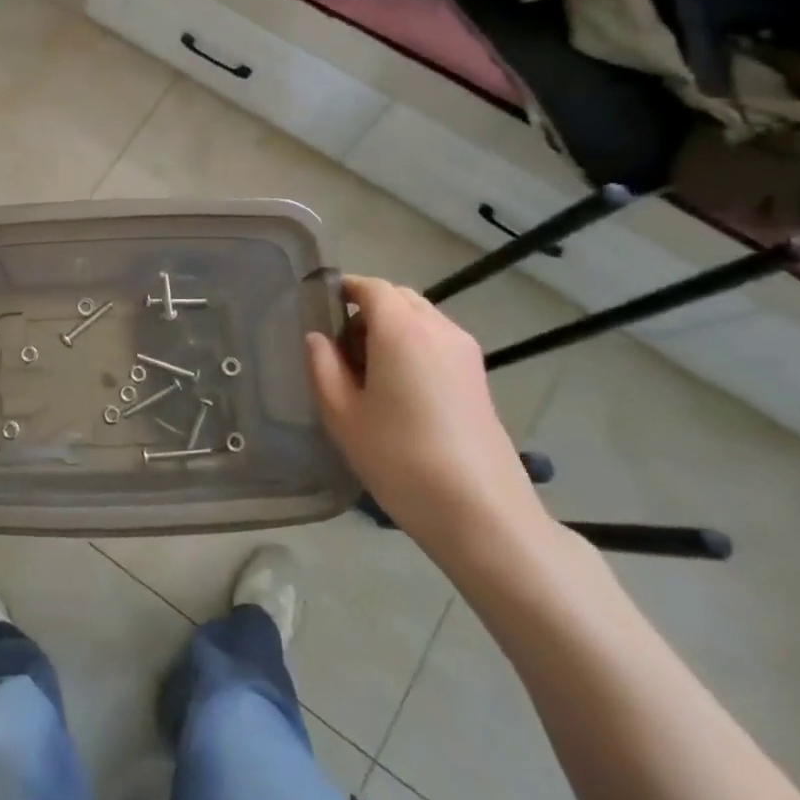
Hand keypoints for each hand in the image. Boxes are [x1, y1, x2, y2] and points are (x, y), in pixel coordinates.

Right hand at [305, 276, 551, 567]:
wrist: (481, 512)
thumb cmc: (400, 459)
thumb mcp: (342, 415)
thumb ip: (322, 367)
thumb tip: (317, 338)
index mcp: (401, 330)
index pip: (370, 287)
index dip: (343, 289)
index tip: (318, 308)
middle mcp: (438, 329)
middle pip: (399, 298)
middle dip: (366, 309)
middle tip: (340, 347)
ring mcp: (465, 353)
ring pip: (421, 318)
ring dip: (391, 328)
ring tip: (368, 372)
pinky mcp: (478, 377)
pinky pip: (437, 341)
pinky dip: (413, 346)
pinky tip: (399, 390)